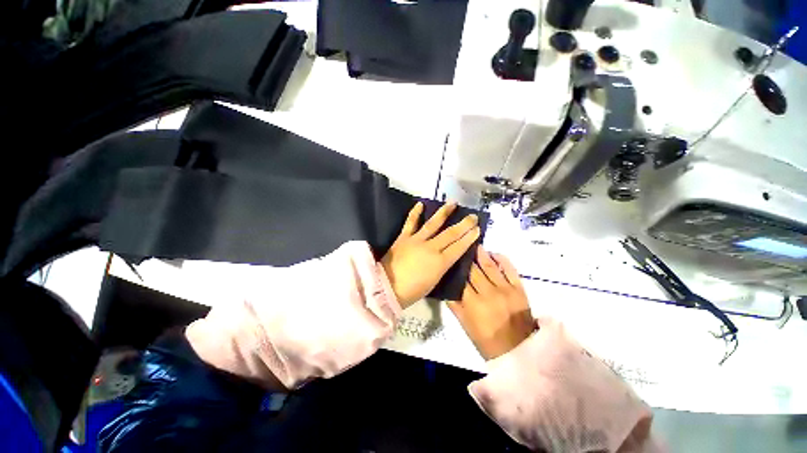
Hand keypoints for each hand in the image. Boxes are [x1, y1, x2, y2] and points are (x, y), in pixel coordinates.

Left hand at [381, 202, 480, 308]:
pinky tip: (420, 204)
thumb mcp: (434, 281)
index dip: (469, 237)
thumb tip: (449, 255)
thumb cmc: (412, 291)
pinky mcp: (403, 237)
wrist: (386, 287)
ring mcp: (416, 240)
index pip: (459, 247)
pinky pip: (410, 222)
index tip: (477, 229)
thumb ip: (442, 266)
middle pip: (450, 234)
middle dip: (464, 224)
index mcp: (440, 262)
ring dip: (444, 213)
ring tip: (452, 203)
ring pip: (433, 224)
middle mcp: (431, 248)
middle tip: (472, 216)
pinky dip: (415, 213)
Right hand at [448, 247, 534, 359]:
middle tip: (461, 248)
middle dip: (466, 259)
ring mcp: (506, 289)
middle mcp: (488, 293)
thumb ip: (454, 305)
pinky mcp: (519, 289)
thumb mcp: (465, 325)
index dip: (455, 268)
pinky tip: (493, 253)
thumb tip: (447, 287)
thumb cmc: (487, 340)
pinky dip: (501, 259)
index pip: (461, 280)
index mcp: (473, 304)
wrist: (519, 350)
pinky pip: (510, 269)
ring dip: (481, 254)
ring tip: (474, 244)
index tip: (451, 259)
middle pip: (474, 270)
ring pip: (490, 266)